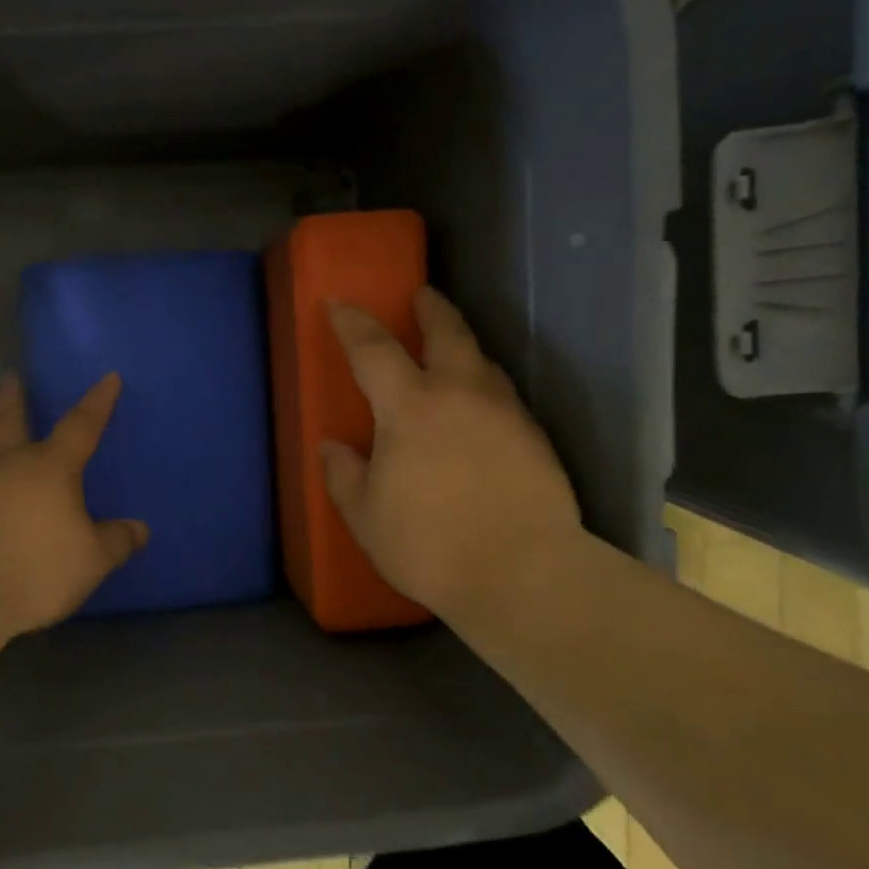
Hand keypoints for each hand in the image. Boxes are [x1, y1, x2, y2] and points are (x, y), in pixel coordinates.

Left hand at [0, 372, 148, 635]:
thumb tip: (139, 529)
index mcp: (49, 467)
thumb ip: (115, 542)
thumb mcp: (90, 560)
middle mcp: (6, 465)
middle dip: (13, 399)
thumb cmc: (35, 566)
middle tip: (9, 379)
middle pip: (9, 420)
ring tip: (0, 460)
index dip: (97, 402)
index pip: (81, 425)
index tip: (108, 378)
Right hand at [322, 287, 582, 631]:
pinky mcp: (535, 436)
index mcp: (410, 407)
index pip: (374, 349)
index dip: (352, 322)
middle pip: (447, 332)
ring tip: (450, 348)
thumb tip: (332, 447)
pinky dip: (484, 384)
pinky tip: (478, 406)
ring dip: (462, 345)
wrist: (524, 574)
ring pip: (483, 360)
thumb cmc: (429, 545)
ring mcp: (504, 412)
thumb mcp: (365, 515)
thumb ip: (344, 474)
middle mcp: (460, 394)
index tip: (339, 303)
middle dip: (431, 308)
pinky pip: (502, 393)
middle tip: (421, 295)